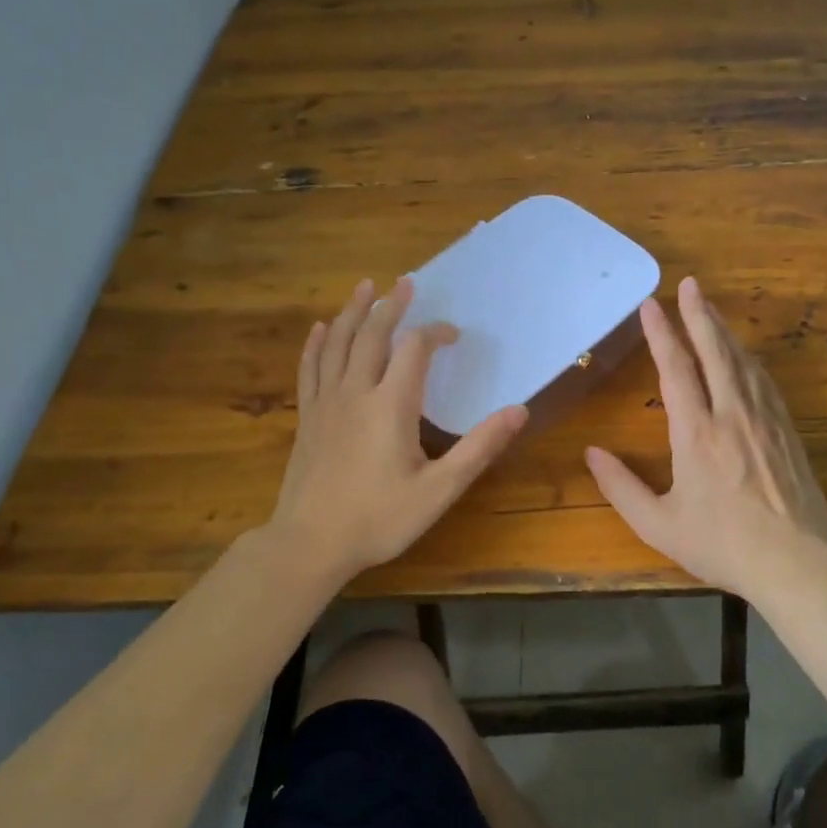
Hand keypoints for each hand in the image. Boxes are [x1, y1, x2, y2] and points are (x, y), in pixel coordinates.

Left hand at [265, 276, 527, 585]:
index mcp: (391, 404)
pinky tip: (321, 329)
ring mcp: (326, 403)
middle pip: (372, 334)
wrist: (309, 544)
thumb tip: (519, 410)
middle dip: (391, 306)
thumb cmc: (379, 518)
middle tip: (405, 283)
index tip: (453, 335)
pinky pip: (310, 369)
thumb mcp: (439, 489)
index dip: (435, 333)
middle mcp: (356, 392)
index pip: (414, 349)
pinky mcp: (308, 417)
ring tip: (364, 286)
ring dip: (353, 312)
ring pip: (338, 343)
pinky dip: (317, 344)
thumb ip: (479, 448)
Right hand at [585, 276, 826, 595]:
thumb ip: (620, 487)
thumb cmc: (722, 545)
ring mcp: (764, 419)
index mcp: (697, 433)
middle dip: (699, 314)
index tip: (651, 305)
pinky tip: (744, 354)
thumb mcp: (659, 525)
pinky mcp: (787, 430)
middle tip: (690, 284)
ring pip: (742, 361)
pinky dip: (748, 358)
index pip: (676, 369)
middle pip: (715, 351)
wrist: (797, 564)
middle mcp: (732, 414)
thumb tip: (591, 453)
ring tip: (710, 308)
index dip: (662, 334)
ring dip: (724, 330)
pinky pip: (764, 381)